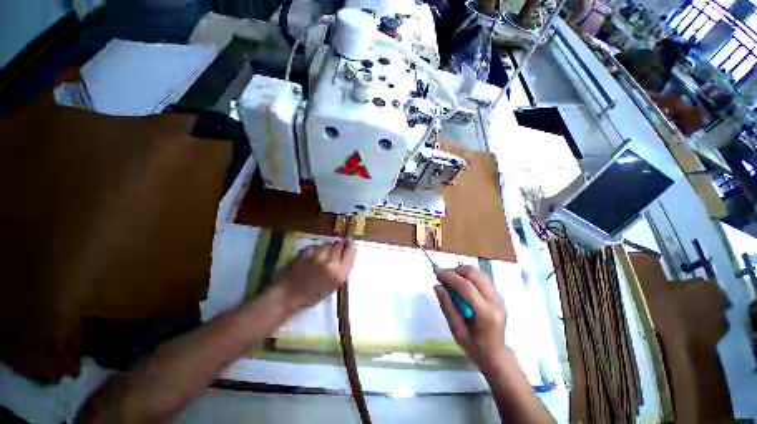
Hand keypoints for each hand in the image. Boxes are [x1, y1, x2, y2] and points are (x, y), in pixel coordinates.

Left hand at [273, 239, 356, 311]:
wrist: (288, 295)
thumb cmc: (312, 295)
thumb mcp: (333, 286)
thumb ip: (341, 269)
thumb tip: (345, 254)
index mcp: (339, 273)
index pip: (351, 251)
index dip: (351, 245)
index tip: (350, 243)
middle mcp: (330, 262)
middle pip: (339, 244)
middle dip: (339, 245)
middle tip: (336, 248)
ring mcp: (317, 255)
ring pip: (327, 244)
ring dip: (327, 247)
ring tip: (322, 255)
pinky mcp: (306, 251)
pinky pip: (316, 246)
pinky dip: (316, 249)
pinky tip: (312, 257)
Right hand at [434, 266, 506, 374]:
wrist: (496, 355)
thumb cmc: (475, 347)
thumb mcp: (456, 330)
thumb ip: (447, 307)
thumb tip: (437, 286)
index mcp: (486, 313)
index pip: (466, 287)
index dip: (449, 276)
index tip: (436, 272)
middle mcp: (495, 301)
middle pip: (474, 274)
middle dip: (455, 270)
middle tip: (442, 276)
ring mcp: (498, 297)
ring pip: (478, 273)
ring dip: (461, 271)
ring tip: (449, 279)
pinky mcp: (497, 295)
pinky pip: (480, 278)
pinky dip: (467, 276)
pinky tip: (459, 284)